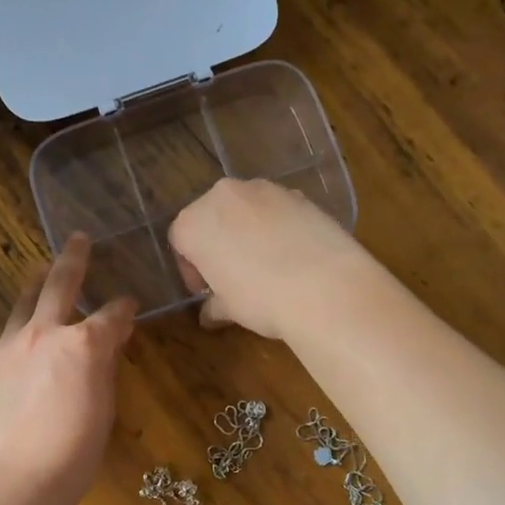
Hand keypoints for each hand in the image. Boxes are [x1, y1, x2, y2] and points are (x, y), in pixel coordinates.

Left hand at [0, 234, 135, 504]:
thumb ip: (104, 369)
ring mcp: (8, 346)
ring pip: (23, 302)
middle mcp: (45, 333)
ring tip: (40, 272)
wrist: (8, 481)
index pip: (112, 315)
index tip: (130, 305)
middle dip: (73, 259)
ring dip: (36, 284)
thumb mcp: (102, 411)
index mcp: (83, 345)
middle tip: (78, 240)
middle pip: (60, 284)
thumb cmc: (71, 455)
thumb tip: (110, 343)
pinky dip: (11, 325)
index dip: (124, 308)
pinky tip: (11, 328)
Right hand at [167, 178, 371, 338]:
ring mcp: (265, 189)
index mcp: (194, 222)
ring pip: (246, 209)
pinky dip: (278, 226)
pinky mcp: (299, 193)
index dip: (191, 269)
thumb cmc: (261, 298)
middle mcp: (224, 195)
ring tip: (266, 264)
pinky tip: (293, 255)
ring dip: (248, 231)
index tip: (206, 291)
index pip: (179, 241)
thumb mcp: (230, 308)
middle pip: (212, 217)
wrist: (325, 286)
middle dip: (218, 243)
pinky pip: (277, 210)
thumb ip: (214, 305)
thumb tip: (210, 314)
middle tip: (232, 275)